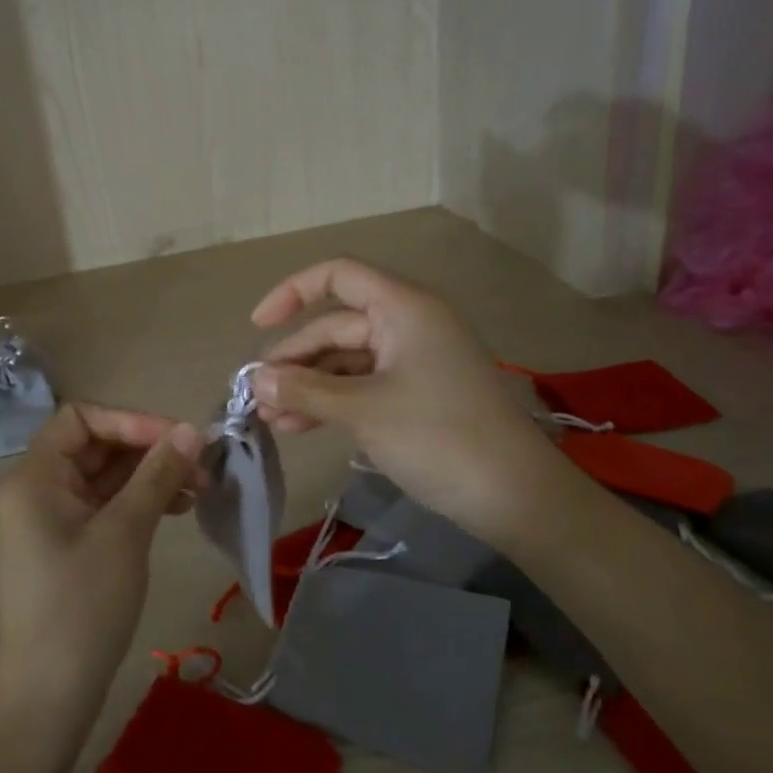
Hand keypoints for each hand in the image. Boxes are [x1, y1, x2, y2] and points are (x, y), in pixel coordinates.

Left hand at [0, 403, 204, 744]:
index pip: (81, 418)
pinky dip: (140, 501)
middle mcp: (37, 489)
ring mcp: (52, 519)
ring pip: (106, 477)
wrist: (50, 696)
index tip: (179, 438)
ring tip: (198, 489)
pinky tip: (177, 508)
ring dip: (151, 476)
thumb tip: (191, 431)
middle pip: (96, 446)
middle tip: (201, 466)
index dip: (132, 421)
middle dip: (149, 450)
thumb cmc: (82, 605)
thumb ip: (157, 474)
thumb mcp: (125, 532)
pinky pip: (106, 505)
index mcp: (34, 477)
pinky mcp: (69, 544)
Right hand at [251, 259, 563, 549]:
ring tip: (270, 419)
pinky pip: (364, 385)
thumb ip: (305, 389)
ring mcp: (415, 361)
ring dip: (308, 386)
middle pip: (336, 326)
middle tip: (256, 396)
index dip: (292, 293)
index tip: (257, 327)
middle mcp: (409, 323)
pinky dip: (333, 402)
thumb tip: (256, 379)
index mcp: (403, 307)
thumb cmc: (438, 437)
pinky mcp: (419, 394)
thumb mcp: (363, 410)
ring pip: (347, 361)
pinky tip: (300, 426)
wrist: (517, 496)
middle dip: (294, 359)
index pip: (338, 276)